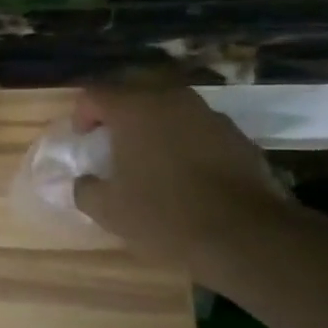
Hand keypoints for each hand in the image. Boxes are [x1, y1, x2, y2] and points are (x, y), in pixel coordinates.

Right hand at [72, 70, 291, 277]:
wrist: (245, 235)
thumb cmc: (164, 215)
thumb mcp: (109, 210)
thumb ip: (86, 189)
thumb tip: (83, 182)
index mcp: (134, 110)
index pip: (95, 94)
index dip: (82, 114)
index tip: (83, 139)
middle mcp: (171, 100)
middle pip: (135, 92)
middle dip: (120, 113)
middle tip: (113, 142)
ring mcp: (208, 115)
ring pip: (171, 108)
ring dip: (156, 125)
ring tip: (151, 157)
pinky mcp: (237, 135)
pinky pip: (199, 128)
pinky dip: (186, 141)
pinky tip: (186, 172)